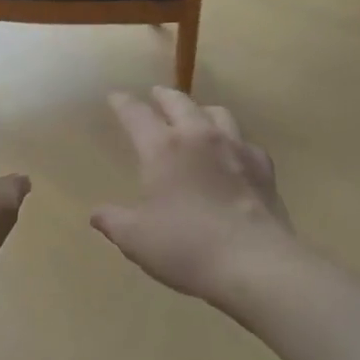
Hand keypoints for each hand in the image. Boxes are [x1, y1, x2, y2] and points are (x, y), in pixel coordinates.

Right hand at [92, 87, 295, 304]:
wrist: (256, 265)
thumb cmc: (187, 247)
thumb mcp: (136, 239)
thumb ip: (113, 221)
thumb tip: (97, 214)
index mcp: (162, 147)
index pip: (136, 113)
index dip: (123, 103)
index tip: (115, 97)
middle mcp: (198, 136)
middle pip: (178, 101)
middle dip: (163, 95)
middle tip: (155, 94)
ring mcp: (235, 147)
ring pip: (216, 112)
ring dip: (200, 110)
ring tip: (195, 117)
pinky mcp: (263, 166)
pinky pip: (244, 141)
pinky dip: (233, 140)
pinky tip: (232, 154)